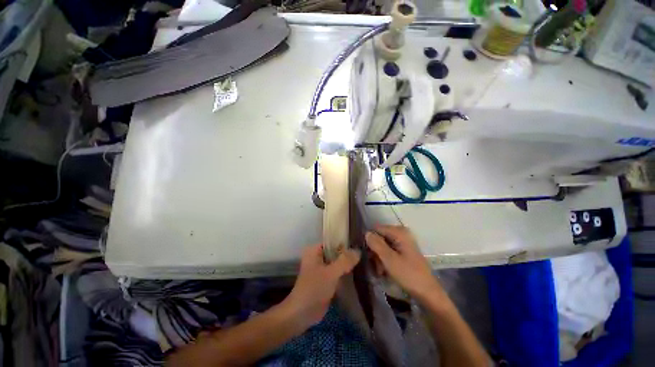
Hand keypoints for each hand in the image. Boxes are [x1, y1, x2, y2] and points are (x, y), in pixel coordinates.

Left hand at [284, 244, 360, 326]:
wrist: (302, 314)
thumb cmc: (314, 288)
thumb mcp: (330, 273)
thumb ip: (344, 261)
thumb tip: (358, 250)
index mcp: (315, 250)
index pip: (332, 241)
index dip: (345, 242)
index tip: (359, 244)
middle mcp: (318, 257)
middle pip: (336, 252)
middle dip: (348, 254)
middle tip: (364, 253)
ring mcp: (322, 268)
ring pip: (337, 262)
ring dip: (347, 264)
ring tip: (364, 261)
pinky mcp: (326, 280)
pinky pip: (337, 272)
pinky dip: (345, 272)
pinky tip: (358, 272)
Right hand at [365, 225, 440, 299]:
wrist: (427, 293)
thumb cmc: (409, 275)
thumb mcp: (389, 259)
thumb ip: (376, 244)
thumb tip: (366, 233)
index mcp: (399, 232)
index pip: (376, 229)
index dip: (370, 241)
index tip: (369, 255)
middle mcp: (401, 234)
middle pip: (379, 238)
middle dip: (375, 252)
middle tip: (376, 266)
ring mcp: (403, 243)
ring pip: (382, 246)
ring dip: (379, 258)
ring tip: (380, 271)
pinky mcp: (403, 251)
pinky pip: (388, 251)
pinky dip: (384, 260)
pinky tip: (384, 271)